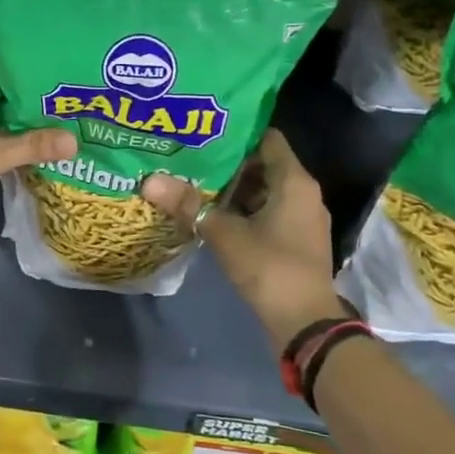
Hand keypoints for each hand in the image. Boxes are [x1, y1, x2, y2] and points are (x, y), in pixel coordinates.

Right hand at [141, 129, 345, 348]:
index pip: (267, 138)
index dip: (237, 132)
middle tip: (192, 156)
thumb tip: (148, 181)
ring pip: (265, 191)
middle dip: (229, 162)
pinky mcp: (296, 240)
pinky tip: (214, 214)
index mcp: (294, 181)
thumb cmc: (270, 267)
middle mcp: (304, 193)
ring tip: (196, 182)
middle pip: (264, 164)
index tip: (205, 130)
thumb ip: (188, 205)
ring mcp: (303, 218)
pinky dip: (244, 210)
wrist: (306, 323)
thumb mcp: (223, 234)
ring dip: (234, 189)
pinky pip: (269, 212)